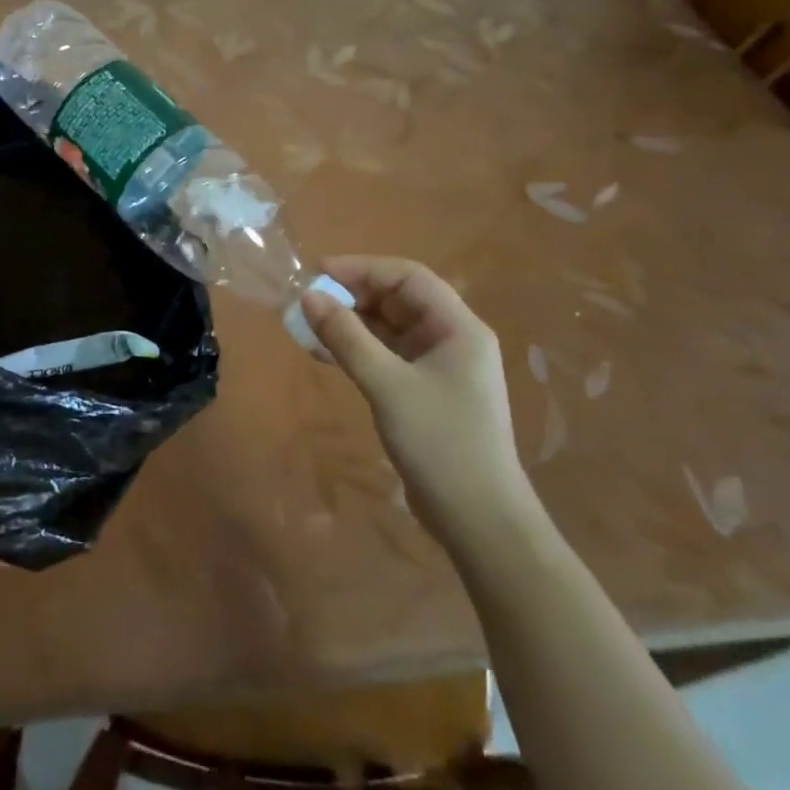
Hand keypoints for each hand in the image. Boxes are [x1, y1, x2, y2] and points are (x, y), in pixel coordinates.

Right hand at [302, 256, 528, 539]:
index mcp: (458, 327)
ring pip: (390, 328)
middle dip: (353, 296)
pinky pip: (388, 355)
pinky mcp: (427, 391)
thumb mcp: (387, 385)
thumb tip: (309, 296)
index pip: (408, 277)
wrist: (480, 522)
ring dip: (351, 324)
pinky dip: (358, 350)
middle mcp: (453, 338)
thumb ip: (346, 337)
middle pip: (398, 300)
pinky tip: (325, 354)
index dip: (362, 268)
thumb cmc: (441, 443)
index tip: (319, 273)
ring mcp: (440, 367)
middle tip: (309, 302)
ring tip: (308, 326)